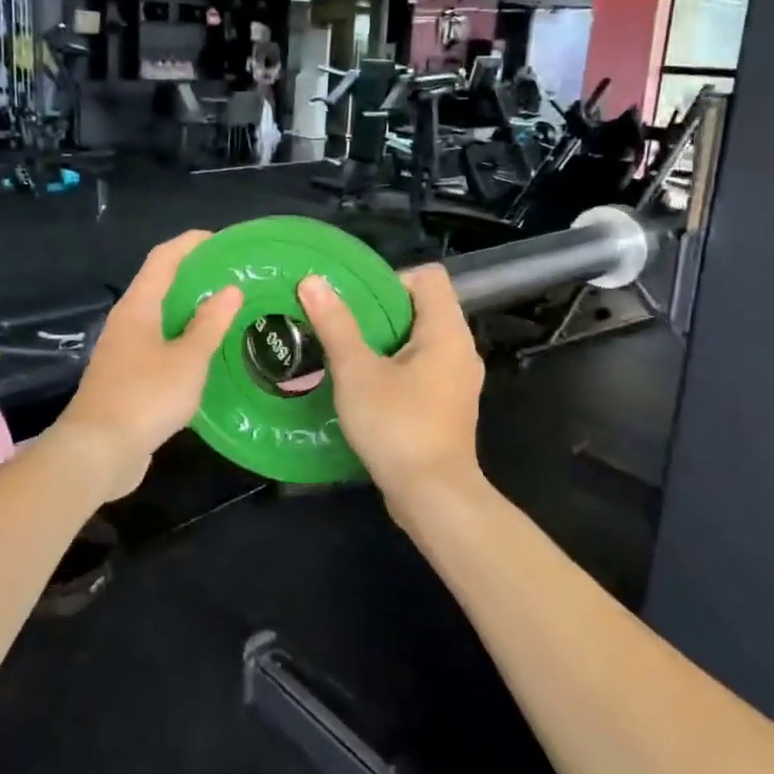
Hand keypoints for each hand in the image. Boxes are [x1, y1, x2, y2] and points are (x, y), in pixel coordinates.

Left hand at [52, 231, 240, 498]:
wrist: (97, 452)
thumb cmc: (145, 397)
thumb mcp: (188, 360)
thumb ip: (209, 324)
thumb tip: (230, 290)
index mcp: (138, 308)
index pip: (163, 259)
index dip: (190, 244)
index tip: (220, 239)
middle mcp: (126, 322)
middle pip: (159, 285)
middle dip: (193, 276)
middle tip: (232, 277)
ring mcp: (122, 351)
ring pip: (159, 318)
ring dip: (189, 310)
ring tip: (225, 311)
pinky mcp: (125, 378)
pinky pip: (158, 345)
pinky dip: (182, 339)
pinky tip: (205, 353)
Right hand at [297, 265, 483, 502]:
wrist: (433, 496)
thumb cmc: (397, 426)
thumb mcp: (357, 372)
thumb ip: (336, 325)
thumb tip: (312, 281)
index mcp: (446, 331)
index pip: (428, 277)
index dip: (391, 280)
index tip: (357, 305)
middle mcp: (461, 349)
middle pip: (423, 308)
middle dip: (380, 313)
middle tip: (342, 329)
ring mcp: (459, 380)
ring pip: (421, 342)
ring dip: (386, 343)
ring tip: (348, 356)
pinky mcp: (450, 406)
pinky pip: (424, 370)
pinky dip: (397, 370)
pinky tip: (367, 390)